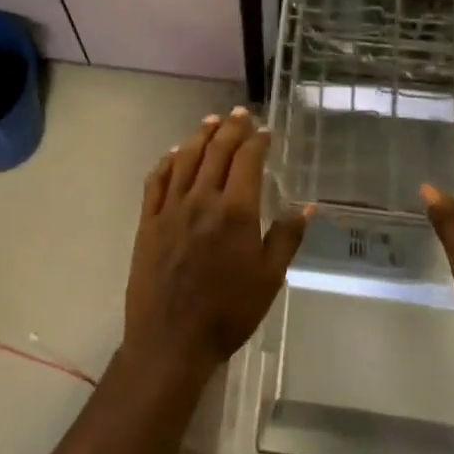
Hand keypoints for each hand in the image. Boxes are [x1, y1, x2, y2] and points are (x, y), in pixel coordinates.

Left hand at [123, 108, 310, 378]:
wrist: (171, 339)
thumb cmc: (228, 313)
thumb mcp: (269, 279)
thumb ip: (286, 238)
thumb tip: (306, 206)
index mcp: (235, 212)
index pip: (246, 161)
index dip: (256, 141)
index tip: (264, 130)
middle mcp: (202, 200)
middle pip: (216, 152)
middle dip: (230, 129)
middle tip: (240, 114)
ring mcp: (170, 209)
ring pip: (185, 160)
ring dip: (200, 136)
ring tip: (211, 121)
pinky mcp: (148, 222)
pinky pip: (156, 182)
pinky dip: (167, 162)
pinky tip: (174, 154)